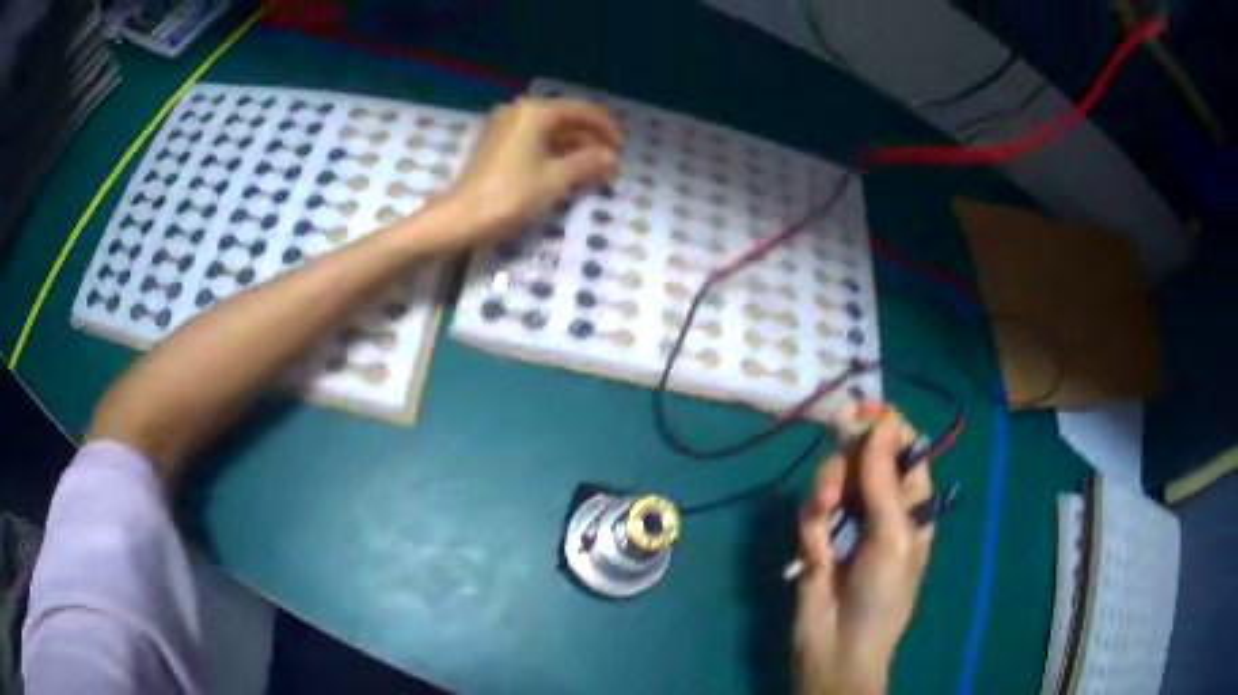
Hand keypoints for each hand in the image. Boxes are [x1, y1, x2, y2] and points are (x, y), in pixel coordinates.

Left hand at [446, 96, 621, 244]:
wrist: (461, 217)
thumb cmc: (511, 195)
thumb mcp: (555, 179)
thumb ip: (587, 163)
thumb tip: (612, 157)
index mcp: (535, 112)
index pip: (580, 111)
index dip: (605, 128)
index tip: (621, 148)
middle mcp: (519, 111)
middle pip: (564, 118)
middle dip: (589, 137)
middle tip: (610, 160)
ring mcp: (504, 126)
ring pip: (549, 130)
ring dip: (573, 145)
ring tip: (593, 167)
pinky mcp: (496, 144)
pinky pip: (533, 139)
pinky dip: (553, 151)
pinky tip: (567, 168)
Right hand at [793, 410, 933, 694]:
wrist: (836, 646)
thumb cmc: (882, 595)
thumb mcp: (893, 536)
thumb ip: (884, 479)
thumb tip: (883, 420)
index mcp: (912, 504)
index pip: (906, 450)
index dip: (889, 428)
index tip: (867, 412)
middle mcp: (881, 505)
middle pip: (865, 456)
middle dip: (850, 456)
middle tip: (838, 441)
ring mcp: (848, 519)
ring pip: (834, 477)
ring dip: (827, 490)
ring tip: (823, 516)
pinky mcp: (817, 534)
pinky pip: (812, 509)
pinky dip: (811, 524)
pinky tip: (814, 551)